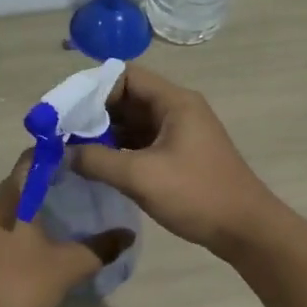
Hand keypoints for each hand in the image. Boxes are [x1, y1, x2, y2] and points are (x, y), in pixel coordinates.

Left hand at [0, 154, 133, 306]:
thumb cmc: (18, 285)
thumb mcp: (67, 267)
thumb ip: (100, 248)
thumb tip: (128, 234)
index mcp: (11, 196)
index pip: (34, 157)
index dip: (58, 155)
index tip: (82, 162)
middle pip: (21, 182)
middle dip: (49, 184)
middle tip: (80, 193)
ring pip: (8, 207)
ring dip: (31, 210)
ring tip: (61, 221)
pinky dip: (15, 230)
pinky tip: (31, 250)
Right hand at [69, 65, 280, 254]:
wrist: (245, 229)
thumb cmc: (196, 194)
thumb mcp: (140, 176)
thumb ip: (97, 160)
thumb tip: (62, 153)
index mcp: (174, 101)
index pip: (125, 76)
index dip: (92, 88)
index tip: (64, 110)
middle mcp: (177, 109)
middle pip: (127, 98)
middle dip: (94, 113)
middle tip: (61, 133)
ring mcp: (180, 133)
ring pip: (133, 122)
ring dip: (105, 133)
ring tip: (71, 150)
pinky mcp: (179, 155)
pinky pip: (142, 142)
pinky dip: (120, 149)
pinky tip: (97, 165)